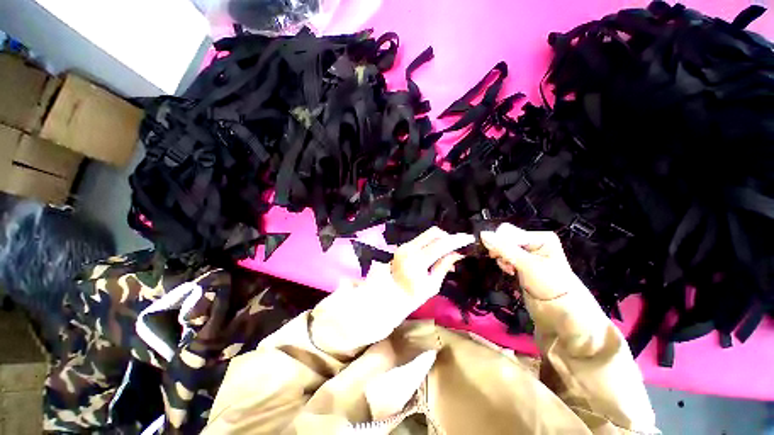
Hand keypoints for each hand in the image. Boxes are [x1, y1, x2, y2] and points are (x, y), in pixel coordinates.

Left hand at [310, 227, 473, 355]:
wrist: (388, 297)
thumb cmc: (412, 296)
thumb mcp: (432, 285)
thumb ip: (444, 266)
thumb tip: (458, 253)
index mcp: (417, 260)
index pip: (441, 244)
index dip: (456, 240)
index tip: (469, 238)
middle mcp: (409, 248)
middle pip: (434, 233)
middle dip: (448, 237)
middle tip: (458, 246)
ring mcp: (405, 245)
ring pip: (427, 234)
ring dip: (440, 239)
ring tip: (448, 251)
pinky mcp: (403, 246)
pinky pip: (422, 240)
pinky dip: (432, 243)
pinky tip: (437, 253)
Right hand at [480, 223, 584, 299]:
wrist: (558, 310)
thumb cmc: (548, 284)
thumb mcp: (527, 264)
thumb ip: (504, 248)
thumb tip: (483, 234)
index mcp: (540, 237)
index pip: (509, 232)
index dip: (500, 243)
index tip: (501, 258)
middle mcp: (533, 242)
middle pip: (504, 238)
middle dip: (501, 251)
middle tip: (507, 264)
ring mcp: (526, 253)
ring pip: (502, 248)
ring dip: (501, 258)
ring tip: (509, 269)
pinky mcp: (520, 262)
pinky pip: (504, 256)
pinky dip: (503, 263)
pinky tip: (510, 271)